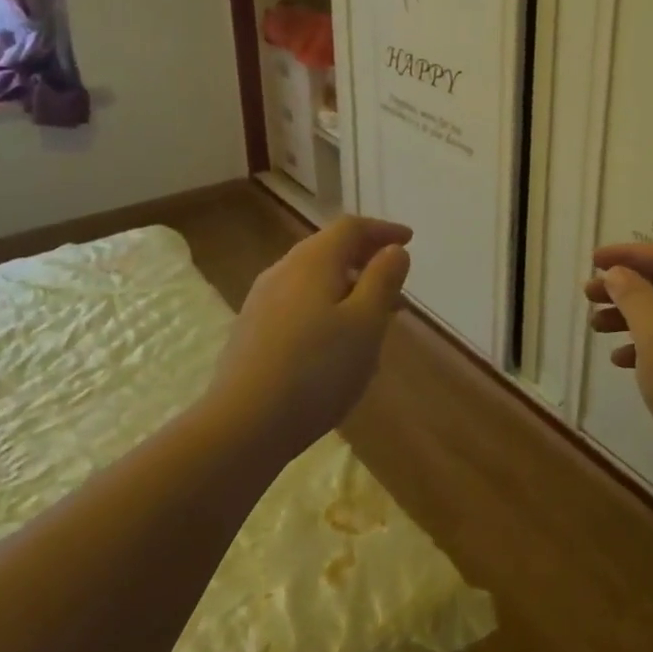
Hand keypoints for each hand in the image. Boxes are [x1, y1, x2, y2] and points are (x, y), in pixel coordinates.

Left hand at [209, 215, 412, 453]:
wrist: (243, 424)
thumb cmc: (317, 369)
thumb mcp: (366, 323)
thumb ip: (383, 280)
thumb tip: (393, 249)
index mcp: (313, 261)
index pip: (351, 228)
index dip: (382, 230)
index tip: (408, 240)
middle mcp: (283, 271)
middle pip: (328, 249)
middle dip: (365, 258)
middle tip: (396, 279)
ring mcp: (262, 301)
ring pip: (313, 278)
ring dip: (347, 285)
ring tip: (373, 314)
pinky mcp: (252, 331)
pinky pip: (298, 302)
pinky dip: (326, 304)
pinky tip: (336, 339)